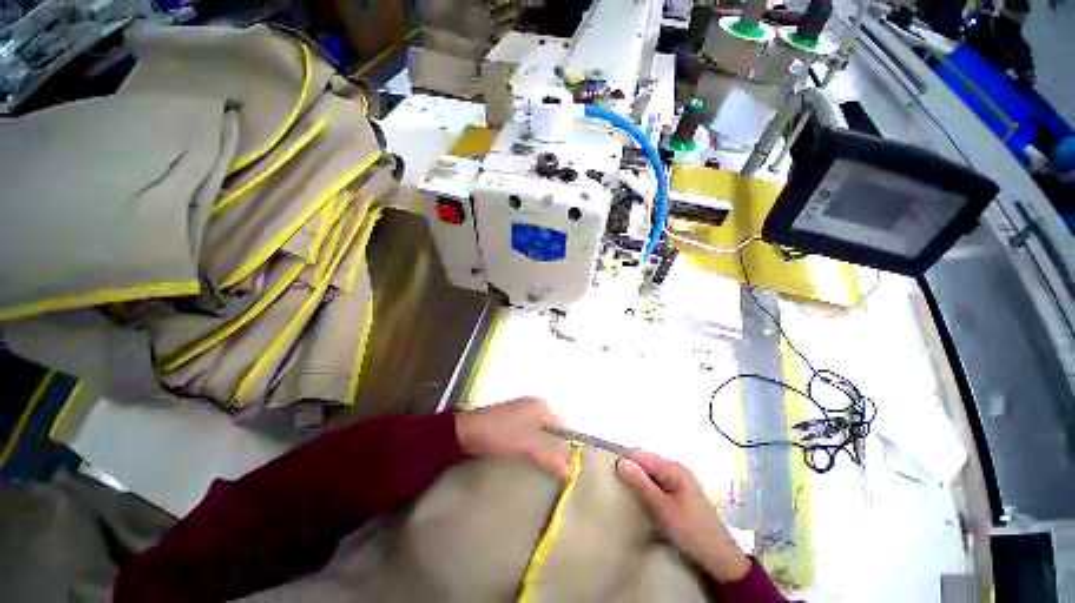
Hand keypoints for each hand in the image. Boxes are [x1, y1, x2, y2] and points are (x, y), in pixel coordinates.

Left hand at [454, 397, 572, 479]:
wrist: (466, 430)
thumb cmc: (500, 434)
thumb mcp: (527, 447)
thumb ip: (550, 459)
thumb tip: (573, 472)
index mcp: (541, 406)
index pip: (563, 426)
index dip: (569, 445)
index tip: (573, 466)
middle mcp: (533, 405)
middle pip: (552, 429)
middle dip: (556, 448)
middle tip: (561, 471)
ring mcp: (521, 410)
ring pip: (539, 431)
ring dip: (543, 447)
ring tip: (547, 469)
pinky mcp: (510, 418)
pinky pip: (528, 432)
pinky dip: (532, 444)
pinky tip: (530, 458)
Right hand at [616, 451, 750, 583]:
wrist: (719, 557)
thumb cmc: (690, 530)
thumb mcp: (662, 508)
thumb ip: (641, 484)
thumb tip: (620, 462)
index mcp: (673, 468)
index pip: (641, 455)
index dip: (626, 463)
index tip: (612, 477)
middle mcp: (676, 469)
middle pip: (646, 462)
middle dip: (632, 472)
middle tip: (619, 489)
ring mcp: (679, 481)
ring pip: (651, 473)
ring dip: (639, 482)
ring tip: (628, 496)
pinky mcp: (680, 493)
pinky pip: (657, 483)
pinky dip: (648, 489)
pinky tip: (643, 501)